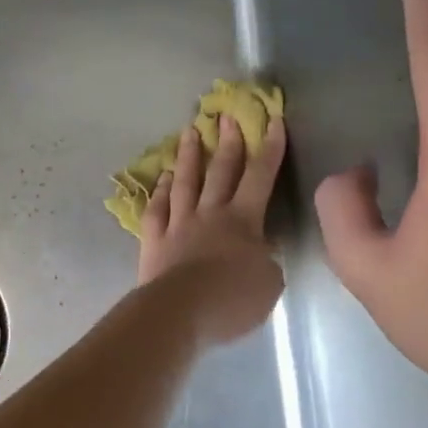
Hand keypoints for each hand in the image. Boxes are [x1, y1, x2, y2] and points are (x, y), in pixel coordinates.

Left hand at [138, 115, 287, 344]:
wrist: (180, 312)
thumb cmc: (232, 299)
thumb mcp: (269, 283)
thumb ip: (268, 261)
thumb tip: (262, 251)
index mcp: (243, 220)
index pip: (261, 176)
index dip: (270, 148)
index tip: (273, 120)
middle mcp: (211, 213)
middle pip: (221, 171)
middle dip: (227, 141)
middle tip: (226, 116)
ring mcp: (179, 224)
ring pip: (186, 182)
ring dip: (189, 156)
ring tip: (189, 132)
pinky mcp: (155, 240)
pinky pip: (157, 209)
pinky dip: (160, 191)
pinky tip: (162, 178)